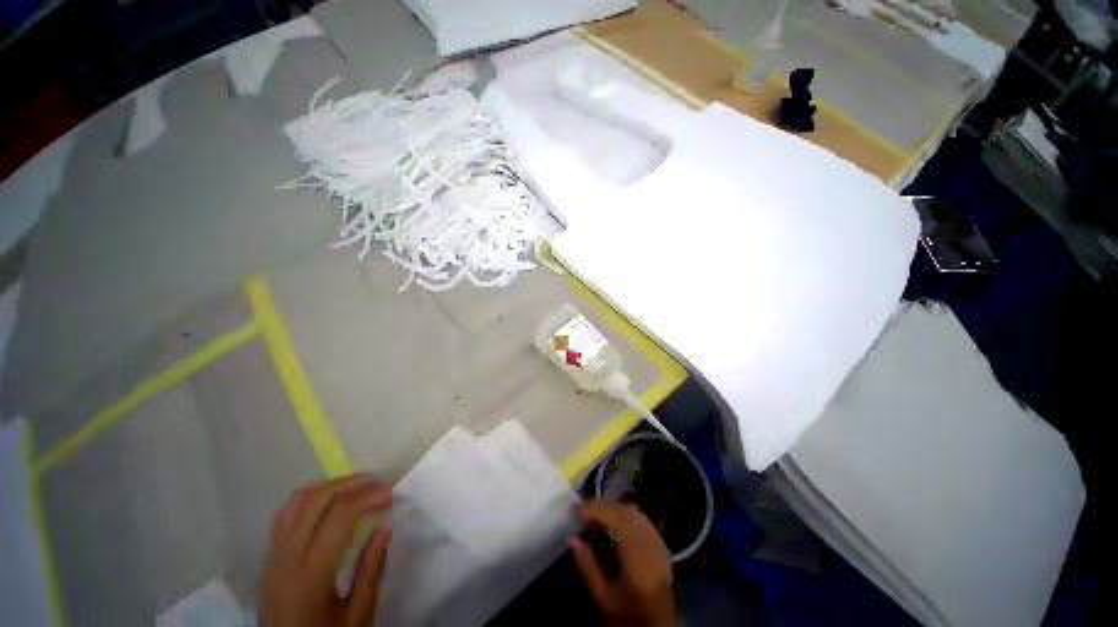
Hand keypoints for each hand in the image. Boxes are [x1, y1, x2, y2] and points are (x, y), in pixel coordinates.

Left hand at [262, 474, 392, 626]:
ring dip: (331, 486)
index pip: (338, 517)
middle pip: (316, 501)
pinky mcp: (269, 558)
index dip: (367, 496)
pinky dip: (309, 497)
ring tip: (358, 486)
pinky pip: (284, 515)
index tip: (390, 494)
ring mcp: (273, 557)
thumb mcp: (358, 616)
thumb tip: (385, 526)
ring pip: (297, 503)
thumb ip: (371, 571)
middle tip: (379, 483)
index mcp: (310, 577)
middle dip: (352, 483)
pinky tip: (327, 499)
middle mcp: (286, 560)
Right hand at [569, 500, 676, 626]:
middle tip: (583, 511)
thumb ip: (587, 566)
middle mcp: (649, 542)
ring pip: (634, 512)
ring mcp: (658, 542)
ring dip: (614, 508)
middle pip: (625, 511)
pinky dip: (626, 515)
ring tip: (596, 515)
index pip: (615, 518)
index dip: (596, 509)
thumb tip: (571, 538)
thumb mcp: (603, 597)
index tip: (577, 509)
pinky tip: (615, 522)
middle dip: (603, 506)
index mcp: (636, 555)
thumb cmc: (629, 615)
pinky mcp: (661, 546)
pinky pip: (642, 520)